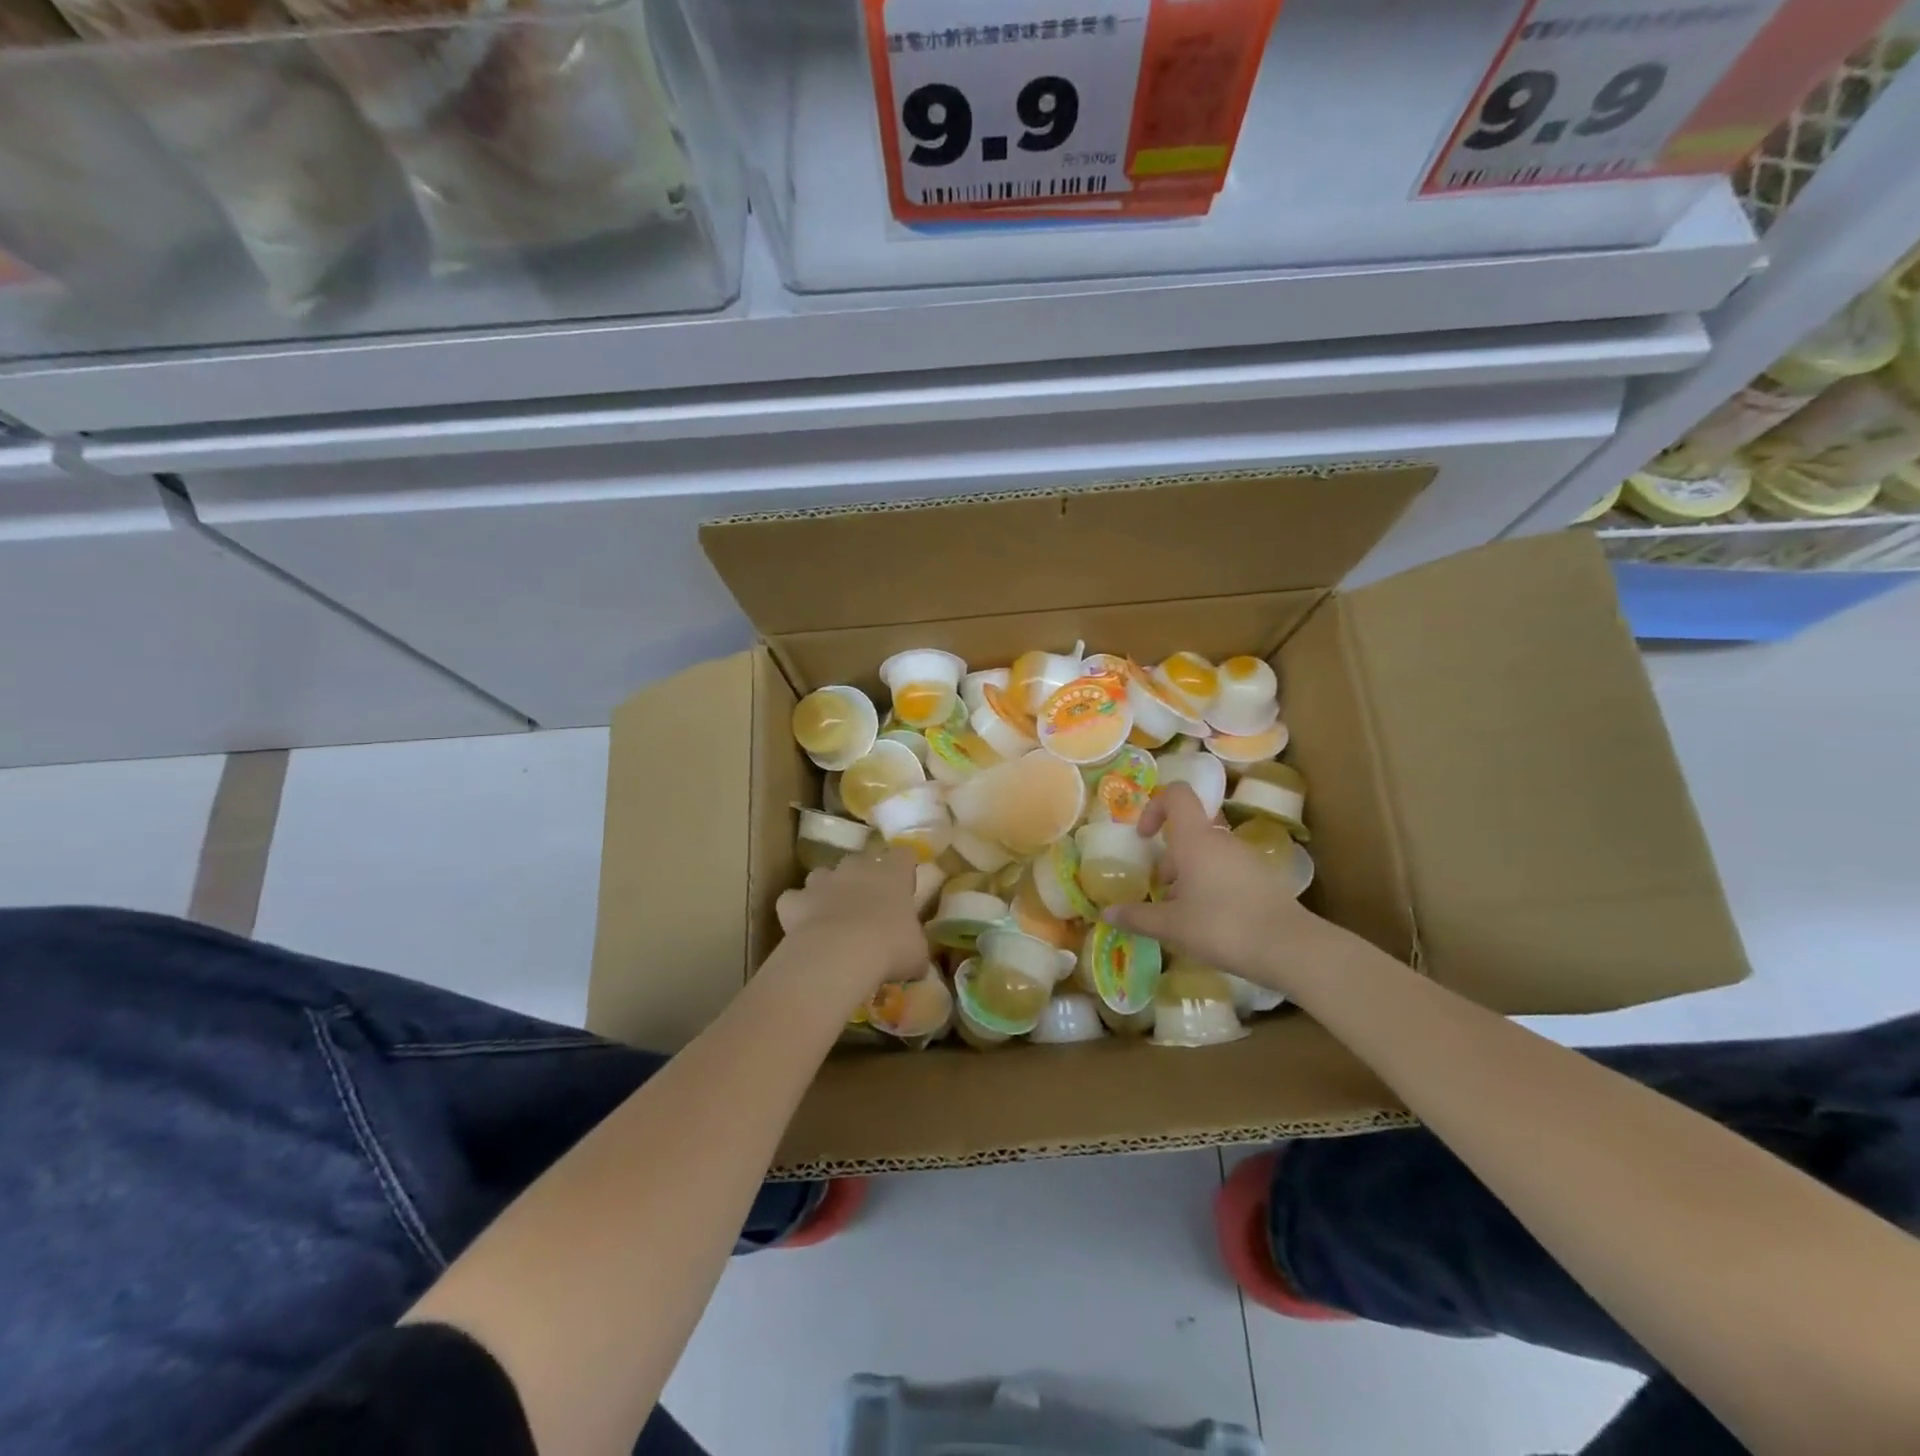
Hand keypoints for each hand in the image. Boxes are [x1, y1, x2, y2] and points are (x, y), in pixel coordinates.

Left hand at [772, 848, 928, 1003]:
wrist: (840, 954)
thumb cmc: (890, 947)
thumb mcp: (917, 954)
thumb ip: (915, 949)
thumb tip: (916, 960)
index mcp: (892, 872)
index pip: (903, 855)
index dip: (904, 868)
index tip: (905, 885)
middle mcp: (856, 867)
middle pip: (860, 861)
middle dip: (862, 878)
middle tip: (868, 906)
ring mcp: (822, 881)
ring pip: (822, 876)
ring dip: (827, 891)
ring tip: (833, 917)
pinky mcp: (794, 900)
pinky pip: (793, 900)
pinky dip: (797, 911)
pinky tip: (803, 929)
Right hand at [1103, 784, 1348, 994]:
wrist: (1289, 948)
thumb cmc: (1221, 926)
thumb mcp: (1171, 926)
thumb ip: (1137, 916)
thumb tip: (1107, 913)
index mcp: (1196, 839)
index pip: (1176, 795)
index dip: (1155, 807)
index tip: (1144, 837)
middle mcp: (1221, 840)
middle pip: (1190, 832)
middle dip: (1170, 857)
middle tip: (1161, 889)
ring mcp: (1246, 858)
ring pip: (1209, 853)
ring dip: (1190, 874)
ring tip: (1184, 912)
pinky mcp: (1263, 878)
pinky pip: (1228, 870)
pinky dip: (1213, 885)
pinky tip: (1211, 921)